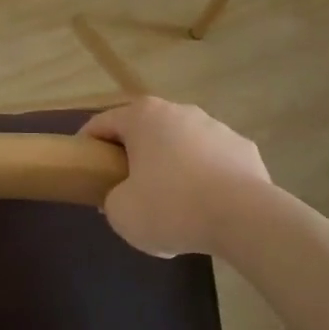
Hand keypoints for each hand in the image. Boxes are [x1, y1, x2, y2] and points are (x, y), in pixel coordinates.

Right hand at [81, 98, 273, 257]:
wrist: (245, 218)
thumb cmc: (171, 207)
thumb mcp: (121, 213)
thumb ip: (112, 200)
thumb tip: (123, 196)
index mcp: (142, 117)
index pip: (103, 123)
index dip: (88, 143)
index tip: (83, 165)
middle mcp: (178, 111)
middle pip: (145, 131)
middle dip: (133, 155)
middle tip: (126, 186)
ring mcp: (215, 127)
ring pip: (181, 145)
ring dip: (171, 166)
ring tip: (172, 203)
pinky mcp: (244, 149)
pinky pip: (213, 162)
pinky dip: (205, 179)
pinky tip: (205, 208)